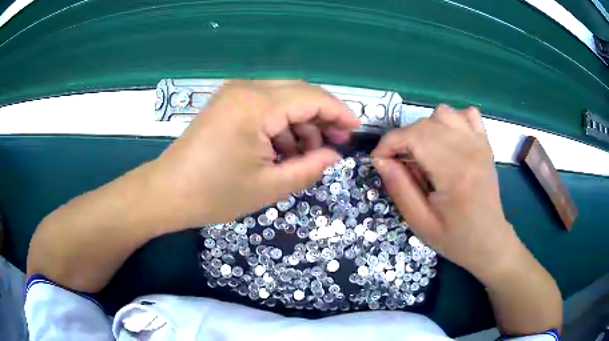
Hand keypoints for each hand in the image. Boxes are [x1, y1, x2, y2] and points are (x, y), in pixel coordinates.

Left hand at [150, 80, 359, 226]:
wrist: (166, 193)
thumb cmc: (214, 194)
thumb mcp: (269, 186)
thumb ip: (309, 167)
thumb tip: (334, 156)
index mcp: (256, 105)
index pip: (312, 98)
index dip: (339, 112)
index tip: (356, 130)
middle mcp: (246, 89)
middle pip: (299, 93)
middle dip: (322, 117)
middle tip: (335, 144)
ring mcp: (233, 94)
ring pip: (282, 99)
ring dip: (300, 123)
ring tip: (308, 154)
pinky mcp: (226, 105)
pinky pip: (264, 107)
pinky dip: (280, 125)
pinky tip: (284, 150)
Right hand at [372, 105, 518, 278]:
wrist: (489, 240)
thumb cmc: (455, 238)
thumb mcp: (420, 223)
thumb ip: (399, 189)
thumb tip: (380, 160)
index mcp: (454, 172)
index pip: (413, 137)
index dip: (388, 144)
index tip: (378, 160)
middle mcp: (469, 150)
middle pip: (425, 123)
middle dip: (403, 139)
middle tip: (401, 165)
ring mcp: (480, 143)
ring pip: (443, 113)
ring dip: (425, 128)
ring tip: (424, 152)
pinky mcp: (485, 143)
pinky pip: (466, 114)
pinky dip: (451, 120)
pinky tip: (447, 140)